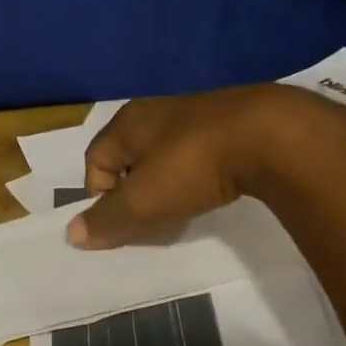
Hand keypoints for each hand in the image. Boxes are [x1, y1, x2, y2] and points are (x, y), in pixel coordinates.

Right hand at [69, 84, 345, 249]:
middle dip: (134, 191)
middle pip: (129, 157)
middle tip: (150, 219)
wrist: (273, 136)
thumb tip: (71, 234)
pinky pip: (198, 152)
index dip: (100, 195)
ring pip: (165, 155)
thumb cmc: (192, 165)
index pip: (94, 160)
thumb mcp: (144, 200)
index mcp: (127, 123)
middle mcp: (155, 111)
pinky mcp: (230, 120)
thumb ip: (107, 219)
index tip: (122, 222)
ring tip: (184, 208)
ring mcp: (195, 112)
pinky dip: (197, 174)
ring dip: (166, 183)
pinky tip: (215, 190)